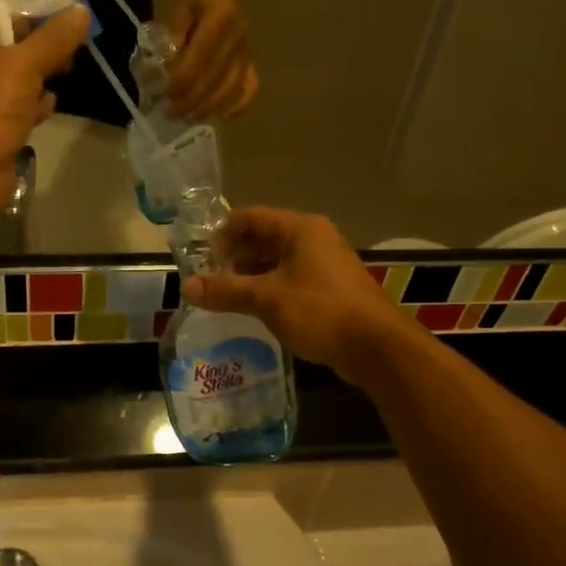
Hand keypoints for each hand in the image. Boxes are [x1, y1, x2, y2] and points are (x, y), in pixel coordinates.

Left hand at [0, 0, 88, 230]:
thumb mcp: (19, 67)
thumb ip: (51, 39)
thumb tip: (81, 12)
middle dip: (20, 25)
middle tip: (56, 16)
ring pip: (3, 70)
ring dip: (32, 63)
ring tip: (66, 54)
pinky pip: (12, 105)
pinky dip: (32, 101)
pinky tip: (53, 97)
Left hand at [166, 0, 257, 119]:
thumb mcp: (182, 9)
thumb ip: (174, 36)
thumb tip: (165, 67)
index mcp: (219, 20)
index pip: (199, 59)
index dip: (181, 80)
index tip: (164, 94)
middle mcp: (237, 39)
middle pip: (213, 79)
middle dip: (190, 100)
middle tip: (171, 113)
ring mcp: (247, 53)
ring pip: (230, 88)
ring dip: (208, 107)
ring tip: (189, 118)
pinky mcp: (252, 61)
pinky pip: (251, 88)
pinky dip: (240, 105)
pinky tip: (224, 117)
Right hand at [183, 207, 413, 383]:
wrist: (377, 348)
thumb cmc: (320, 311)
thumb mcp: (267, 299)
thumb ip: (226, 290)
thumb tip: (188, 286)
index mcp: (300, 229)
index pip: (251, 217)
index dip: (223, 233)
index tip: (200, 257)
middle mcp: (314, 239)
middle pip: (264, 238)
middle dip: (234, 258)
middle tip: (210, 281)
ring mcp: (325, 265)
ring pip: (277, 262)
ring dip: (250, 277)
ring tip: (226, 298)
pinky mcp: (331, 290)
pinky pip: (291, 281)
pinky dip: (270, 290)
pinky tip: (254, 311)